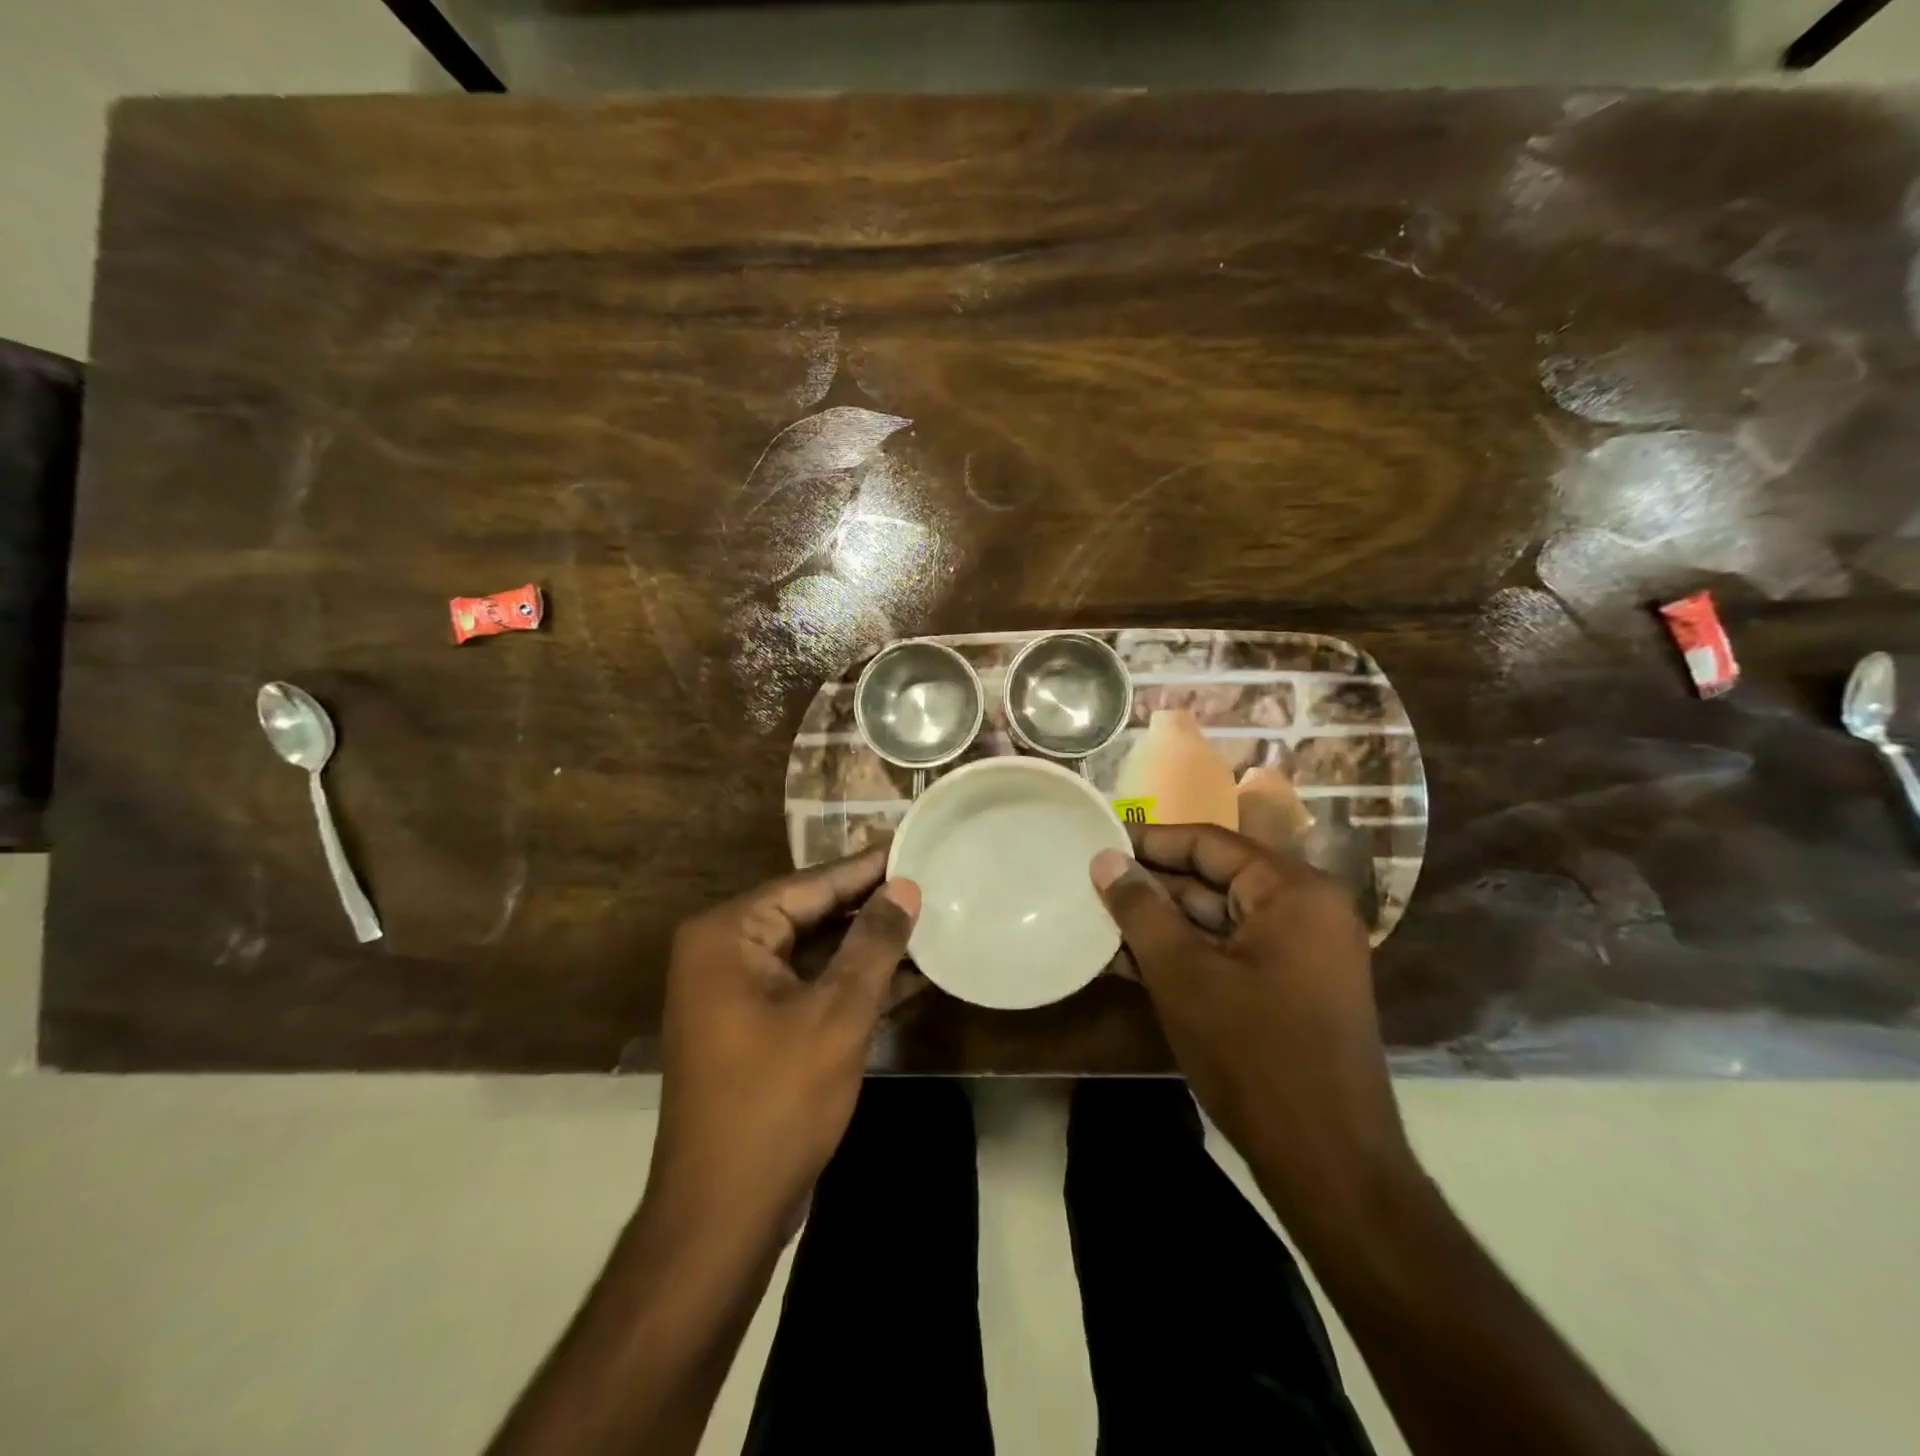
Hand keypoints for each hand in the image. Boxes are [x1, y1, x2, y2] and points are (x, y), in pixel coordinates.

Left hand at [645, 848, 919, 1246]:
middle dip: (871, 907)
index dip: (866, 868)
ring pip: (815, 953)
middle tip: (930, 882)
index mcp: (727, 935)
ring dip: (868, 947)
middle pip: (811, 914)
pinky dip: (853, 983)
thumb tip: (905, 887)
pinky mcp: (756, 1027)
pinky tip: (911, 975)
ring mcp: (737, 992)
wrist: (723, 1214)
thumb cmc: (777, 1101)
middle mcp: (724, 952)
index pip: (809, 884)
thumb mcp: (837, 1014)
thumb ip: (873, 943)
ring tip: (931, 923)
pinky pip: (810, 987)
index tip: (913, 845)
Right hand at [1090, 825, 1411, 1227]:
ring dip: (1161, 924)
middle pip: (1214, 879)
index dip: (1149, 841)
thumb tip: (1104, 859)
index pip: (1209, 843)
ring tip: (1097, 921)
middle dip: (1151, 887)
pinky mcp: (1291, 988)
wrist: (1328, 1163)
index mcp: (1294, 890)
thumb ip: (1140, 909)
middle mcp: (1306, 909)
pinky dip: (1185, 954)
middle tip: (1090, 884)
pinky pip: (1229, 952)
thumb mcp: (1183, 974)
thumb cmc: (1253, 1054)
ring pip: (1217, 919)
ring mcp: (1302, 952)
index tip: (1098, 842)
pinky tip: (1128, 961)